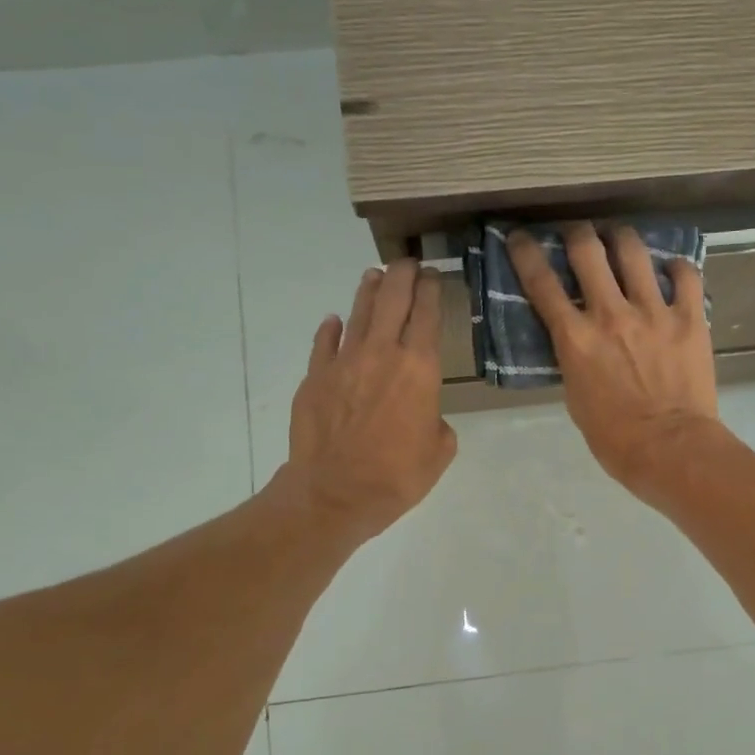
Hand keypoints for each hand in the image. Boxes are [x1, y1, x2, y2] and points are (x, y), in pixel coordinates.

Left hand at [282, 260, 456, 542]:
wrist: (334, 492)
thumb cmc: (397, 475)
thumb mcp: (439, 451)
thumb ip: (436, 420)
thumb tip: (423, 412)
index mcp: (420, 368)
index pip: (427, 314)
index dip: (431, 290)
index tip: (433, 275)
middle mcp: (382, 353)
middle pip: (393, 300)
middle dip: (403, 276)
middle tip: (408, 262)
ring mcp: (344, 362)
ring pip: (359, 314)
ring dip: (369, 291)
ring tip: (375, 275)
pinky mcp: (315, 377)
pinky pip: (325, 343)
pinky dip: (331, 330)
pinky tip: (335, 321)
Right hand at [507, 223, 722, 495]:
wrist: (671, 449)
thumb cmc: (615, 438)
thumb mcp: (575, 398)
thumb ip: (573, 359)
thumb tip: (576, 340)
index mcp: (575, 338)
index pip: (541, 283)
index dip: (525, 253)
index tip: (520, 237)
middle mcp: (610, 314)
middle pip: (587, 250)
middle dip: (577, 233)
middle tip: (577, 234)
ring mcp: (653, 311)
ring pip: (633, 251)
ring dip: (621, 238)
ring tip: (620, 239)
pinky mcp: (690, 318)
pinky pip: (685, 274)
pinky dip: (675, 266)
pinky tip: (670, 269)